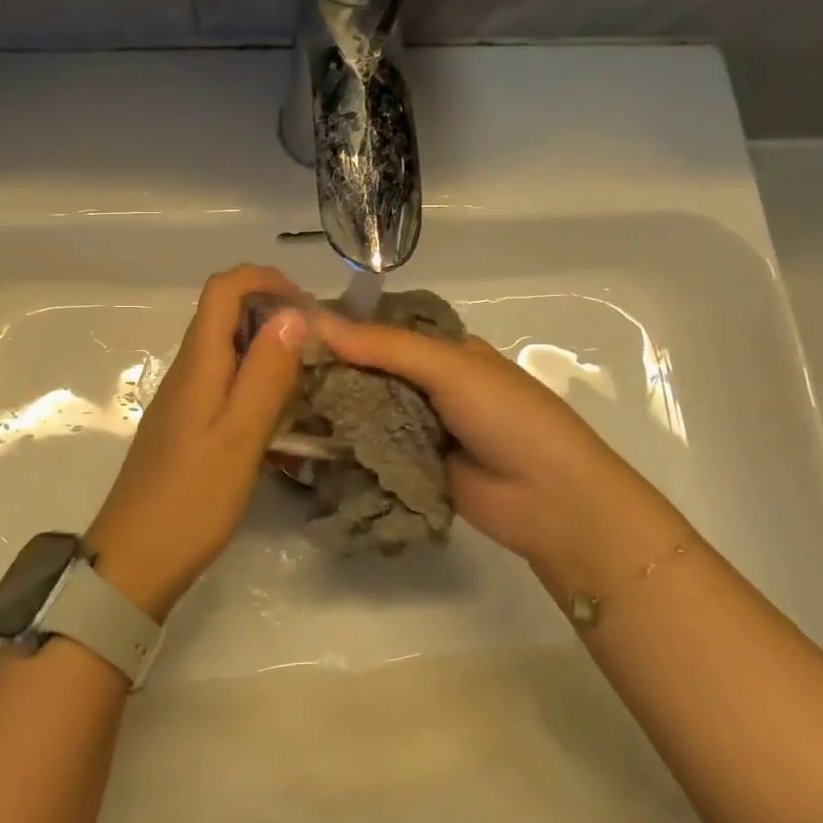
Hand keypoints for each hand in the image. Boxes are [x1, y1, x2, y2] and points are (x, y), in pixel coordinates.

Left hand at [87, 266, 308, 618]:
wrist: (135, 561)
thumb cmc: (192, 499)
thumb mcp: (241, 436)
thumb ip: (266, 373)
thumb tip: (292, 313)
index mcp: (198, 363)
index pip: (223, 288)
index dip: (264, 280)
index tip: (307, 305)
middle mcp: (188, 371)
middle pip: (226, 314)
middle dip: (275, 315)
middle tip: (319, 347)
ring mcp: (184, 399)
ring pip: (229, 351)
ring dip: (269, 352)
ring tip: (310, 381)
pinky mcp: (187, 426)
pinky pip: (226, 384)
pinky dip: (257, 385)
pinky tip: (282, 421)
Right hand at [312, 315, 688, 595]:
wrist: (550, 500)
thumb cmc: (507, 416)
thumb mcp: (450, 367)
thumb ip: (384, 346)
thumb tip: (314, 322)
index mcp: (444, 350)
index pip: (382, 330)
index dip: (342, 328)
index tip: (290, 328)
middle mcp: (429, 384)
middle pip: (368, 371)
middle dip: (329, 371)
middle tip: (272, 370)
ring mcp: (419, 428)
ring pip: (365, 411)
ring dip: (331, 409)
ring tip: (275, 403)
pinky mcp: (409, 466)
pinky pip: (369, 449)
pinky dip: (342, 446)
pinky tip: (299, 442)